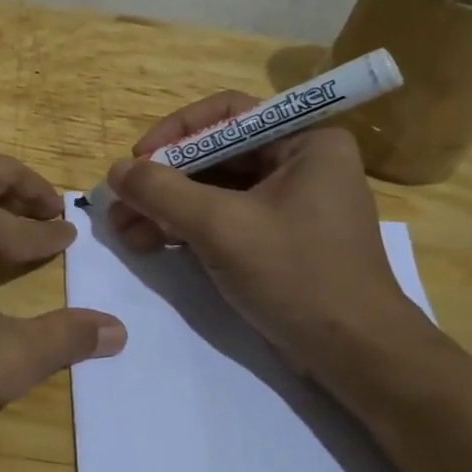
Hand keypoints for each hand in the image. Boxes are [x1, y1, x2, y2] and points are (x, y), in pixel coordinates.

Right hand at [105, 95, 422, 383]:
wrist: (356, 357)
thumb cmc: (297, 275)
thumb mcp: (222, 227)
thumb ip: (163, 192)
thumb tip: (115, 171)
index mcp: (305, 142)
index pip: (227, 114)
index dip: (176, 131)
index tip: (138, 160)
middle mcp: (299, 164)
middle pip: (215, 154)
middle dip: (163, 179)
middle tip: (119, 202)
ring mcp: (287, 204)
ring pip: (213, 190)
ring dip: (165, 207)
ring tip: (122, 229)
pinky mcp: (275, 240)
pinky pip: (222, 219)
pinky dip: (184, 228)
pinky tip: (147, 243)